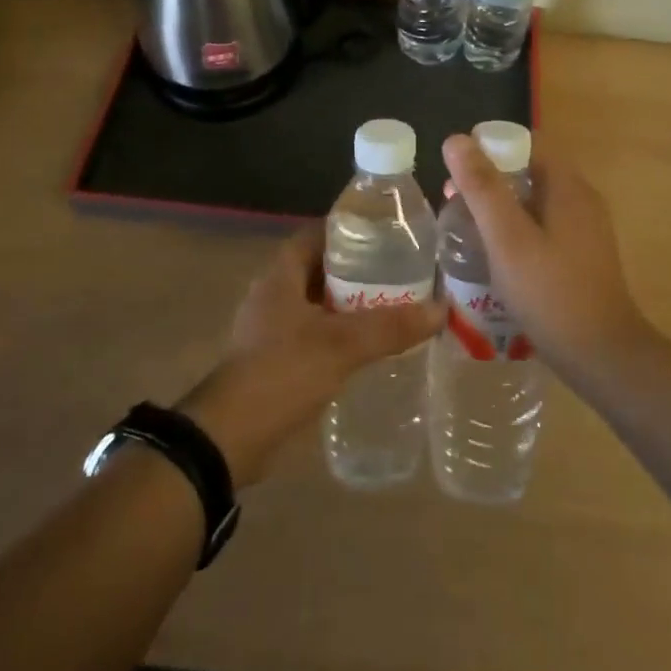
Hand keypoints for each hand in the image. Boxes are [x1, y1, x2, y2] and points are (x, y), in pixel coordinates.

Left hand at [180, 227, 443, 487]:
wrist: (230, 438)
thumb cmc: (282, 372)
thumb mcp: (341, 345)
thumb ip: (390, 326)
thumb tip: (440, 309)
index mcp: (281, 276)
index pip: (317, 236)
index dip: (349, 232)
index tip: (386, 236)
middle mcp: (274, 294)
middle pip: (320, 269)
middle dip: (357, 271)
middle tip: (400, 273)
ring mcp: (271, 329)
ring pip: (319, 304)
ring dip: (350, 305)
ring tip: (393, 307)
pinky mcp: (275, 360)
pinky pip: (314, 335)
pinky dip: (339, 335)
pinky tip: (369, 348)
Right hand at [442, 134, 648, 376]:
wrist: (602, 357)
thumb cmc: (550, 292)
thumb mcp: (507, 237)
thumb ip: (482, 187)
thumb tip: (456, 139)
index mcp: (567, 185)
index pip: (527, 142)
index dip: (489, 147)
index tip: (456, 170)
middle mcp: (580, 199)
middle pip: (528, 170)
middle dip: (489, 180)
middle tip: (453, 203)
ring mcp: (584, 229)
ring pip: (533, 201)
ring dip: (499, 207)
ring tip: (465, 230)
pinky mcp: (581, 255)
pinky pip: (542, 226)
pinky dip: (515, 230)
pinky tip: (494, 256)